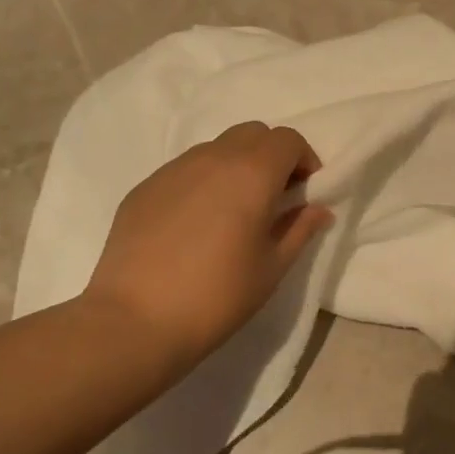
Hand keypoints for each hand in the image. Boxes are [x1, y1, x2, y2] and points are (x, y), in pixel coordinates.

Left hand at [84, 122, 333, 370]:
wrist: (137, 320)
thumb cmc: (218, 296)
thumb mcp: (271, 268)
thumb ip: (299, 230)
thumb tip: (318, 209)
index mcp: (251, 174)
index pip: (287, 140)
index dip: (304, 159)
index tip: (306, 192)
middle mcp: (211, 158)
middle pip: (252, 134)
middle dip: (271, 156)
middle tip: (275, 198)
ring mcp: (172, 170)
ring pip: (215, 149)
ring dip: (236, 167)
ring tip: (234, 212)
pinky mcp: (144, 188)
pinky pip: (184, 170)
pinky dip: (203, 183)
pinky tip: (196, 226)